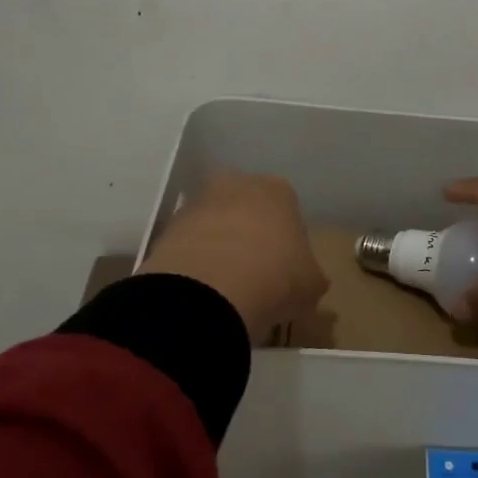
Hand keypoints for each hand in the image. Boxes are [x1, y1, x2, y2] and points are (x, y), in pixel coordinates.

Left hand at [140, 171, 326, 342]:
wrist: (207, 293)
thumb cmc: (275, 278)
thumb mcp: (311, 284)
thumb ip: (311, 275)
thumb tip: (308, 279)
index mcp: (279, 190)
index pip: (288, 208)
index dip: (288, 239)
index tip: (286, 267)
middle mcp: (237, 184)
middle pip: (246, 207)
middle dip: (249, 232)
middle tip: (254, 270)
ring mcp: (197, 203)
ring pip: (214, 222)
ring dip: (218, 245)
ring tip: (224, 286)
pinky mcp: (166, 229)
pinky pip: (188, 244)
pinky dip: (194, 262)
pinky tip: (201, 290)